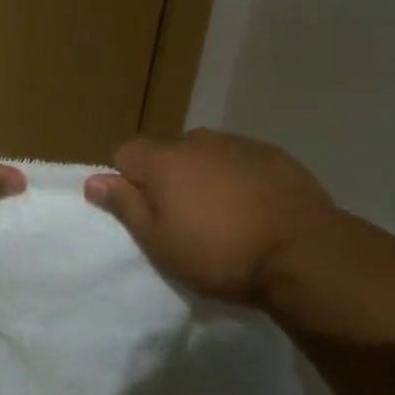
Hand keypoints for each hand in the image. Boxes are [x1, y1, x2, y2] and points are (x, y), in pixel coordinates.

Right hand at [85, 129, 344, 308]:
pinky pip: (241, 162)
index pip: (126, 153)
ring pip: (207, 156)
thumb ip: (126, 207)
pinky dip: (240, 179)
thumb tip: (92, 180)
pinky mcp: (272, 153)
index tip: (144, 212)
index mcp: (164, 160)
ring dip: (206, 178)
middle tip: (187, 221)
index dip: (128, 181)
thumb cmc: (222, 254)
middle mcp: (196, 140)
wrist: (303, 252)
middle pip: (168, 154)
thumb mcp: (162, 243)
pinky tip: (257, 210)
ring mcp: (237, 143)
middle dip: (170, 180)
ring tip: (226, 218)